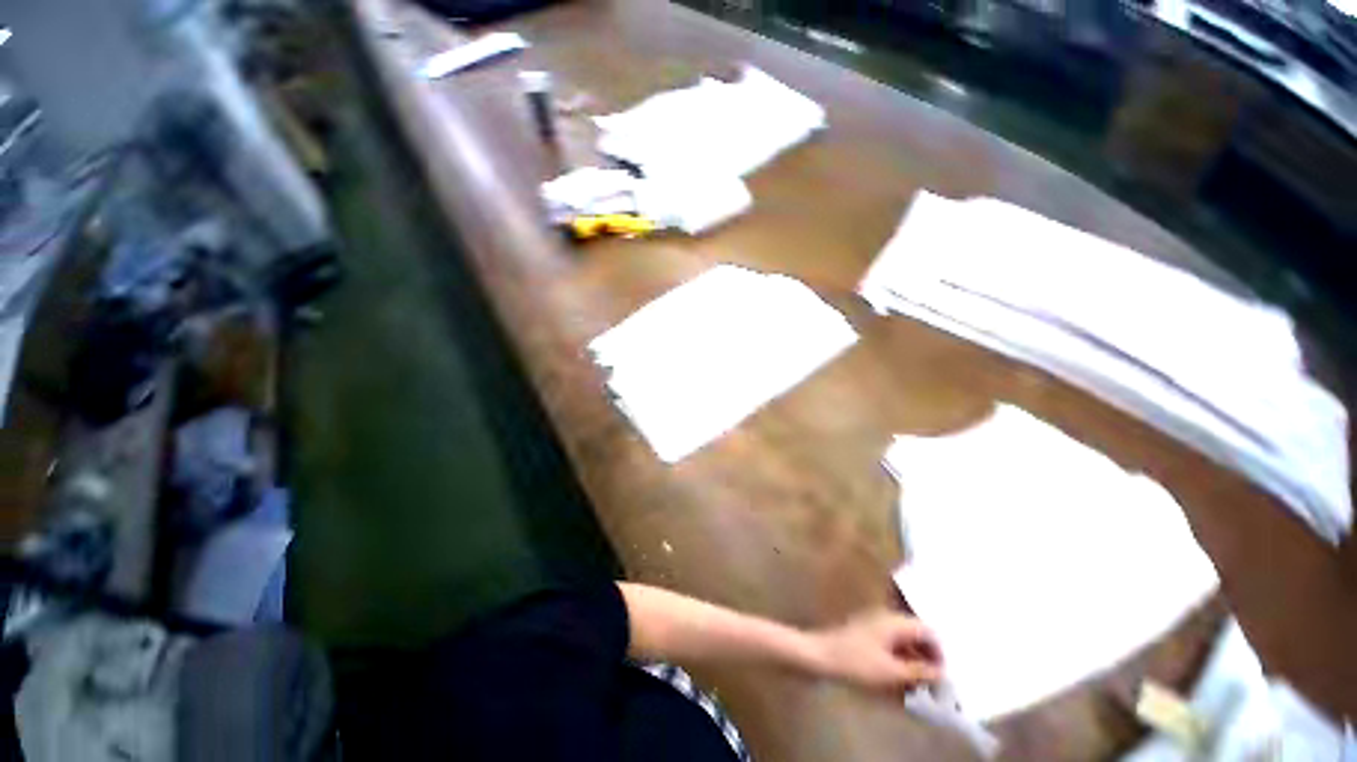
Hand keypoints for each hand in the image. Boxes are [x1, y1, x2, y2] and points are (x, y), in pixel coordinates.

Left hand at [809, 610, 942, 692]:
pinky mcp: (859, 645)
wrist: (808, 659)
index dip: (939, 655)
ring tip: (913, 692)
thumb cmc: (851, 663)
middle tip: (929, 686)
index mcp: (898, 623)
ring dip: (907, 669)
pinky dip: (891, 670)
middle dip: (923, 664)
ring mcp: (872, 632)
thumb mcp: (888, 672)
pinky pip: (884, 655)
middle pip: (915, 641)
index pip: (930, 634)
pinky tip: (892, 689)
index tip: (943, 676)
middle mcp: (888, 623)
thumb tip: (942, 674)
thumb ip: (918, 673)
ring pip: (899, 650)